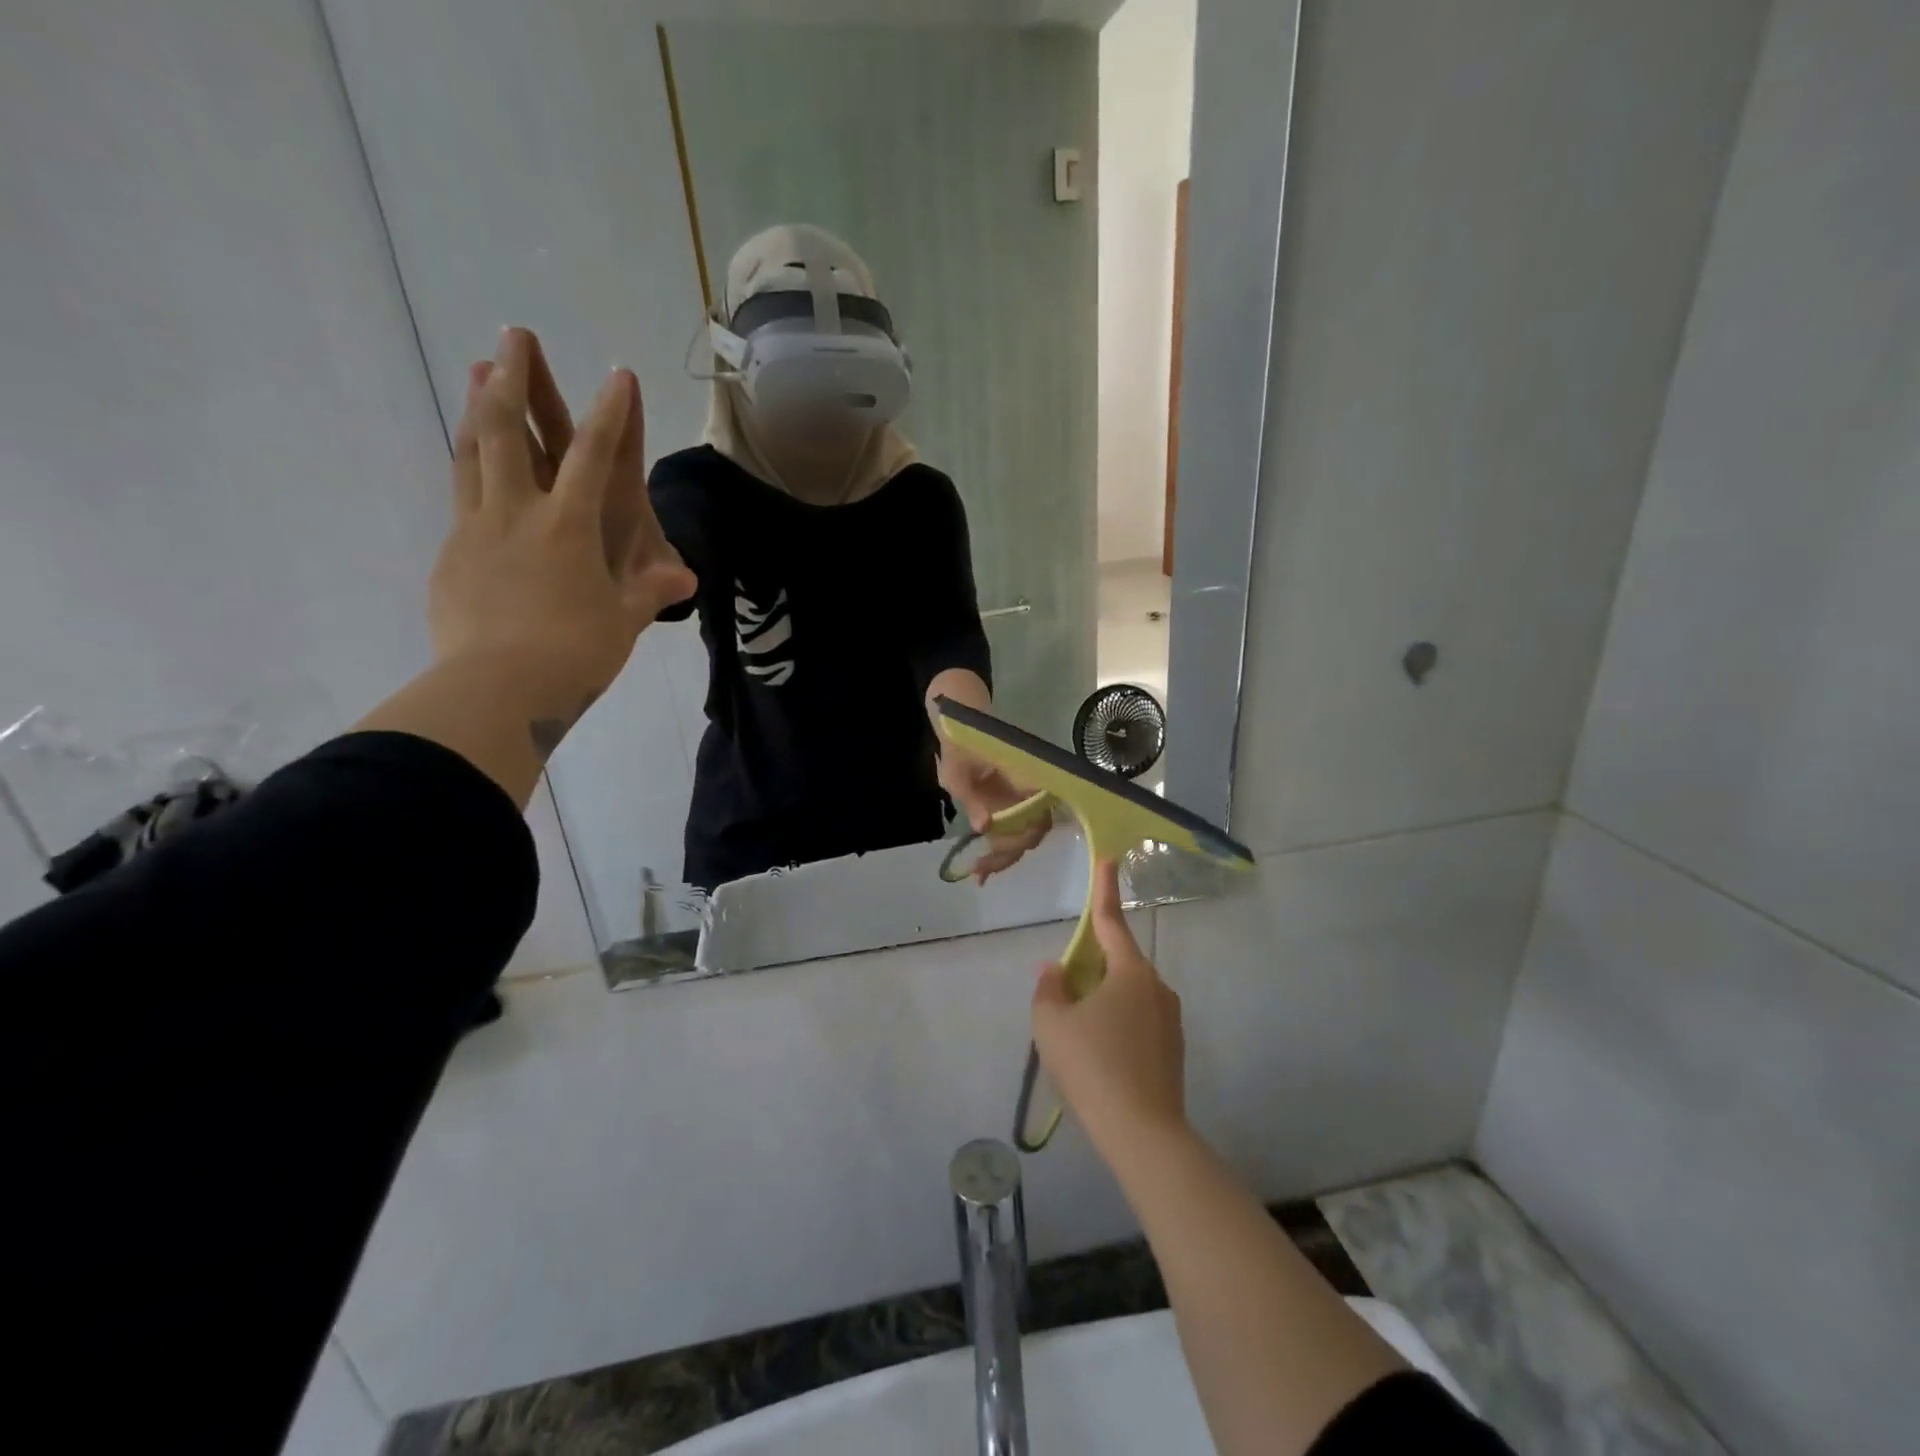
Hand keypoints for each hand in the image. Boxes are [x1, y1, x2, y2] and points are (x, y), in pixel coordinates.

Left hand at [429, 328, 696, 725]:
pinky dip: (468, 472)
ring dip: (478, 410)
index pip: (594, 456)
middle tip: (513, 336)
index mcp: (569, 526)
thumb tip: (686, 578)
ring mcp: (476, 530)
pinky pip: (461, 500)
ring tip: (477, 372)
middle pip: (510, 433)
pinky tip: (472, 468)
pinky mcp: (451, 556)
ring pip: (472, 455)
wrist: (498, 689)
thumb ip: (649, 592)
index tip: (618, 374)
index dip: (610, 413)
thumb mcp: (623, 622)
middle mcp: (518, 514)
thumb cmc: (575, 652)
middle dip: (515, 380)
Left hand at [939, 747, 1049, 882]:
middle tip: (980, 870)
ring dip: (1005, 855)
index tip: (990, 853)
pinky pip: (1016, 829)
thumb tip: (985, 828)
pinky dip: (1002, 848)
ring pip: (1026, 834)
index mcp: (1026, 778)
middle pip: (1033, 831)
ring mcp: (1026, 798)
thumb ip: (972, 798)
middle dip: (1008, 854)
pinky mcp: (1015, 803)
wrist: (963, 724)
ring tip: (979, 872)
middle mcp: (1034, 790)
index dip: (1017, 840)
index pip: (1035, 817)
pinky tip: (983, 866)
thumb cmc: (960, 745)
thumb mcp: (957, 772)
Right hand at [1032, 859, 1185, 1157]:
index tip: (1109, 860)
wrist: (1144, 1135)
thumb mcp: (1052, 1024)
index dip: (1105, 889)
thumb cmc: (1093, 1067)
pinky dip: (1117, 1028)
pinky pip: (1138, 1023)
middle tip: (1064, 1001)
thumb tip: (1056, 970)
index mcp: (1130, 973)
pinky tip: (1101, 1061)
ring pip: (1127, 997)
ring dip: (1102, 1004)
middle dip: (1090, 972)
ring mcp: (1170, 1021)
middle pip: (1117, 965)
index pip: (1111, 921)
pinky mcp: (1174, 1050)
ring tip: (1079, 1042)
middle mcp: (1157, 988)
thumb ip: (1049, 989)